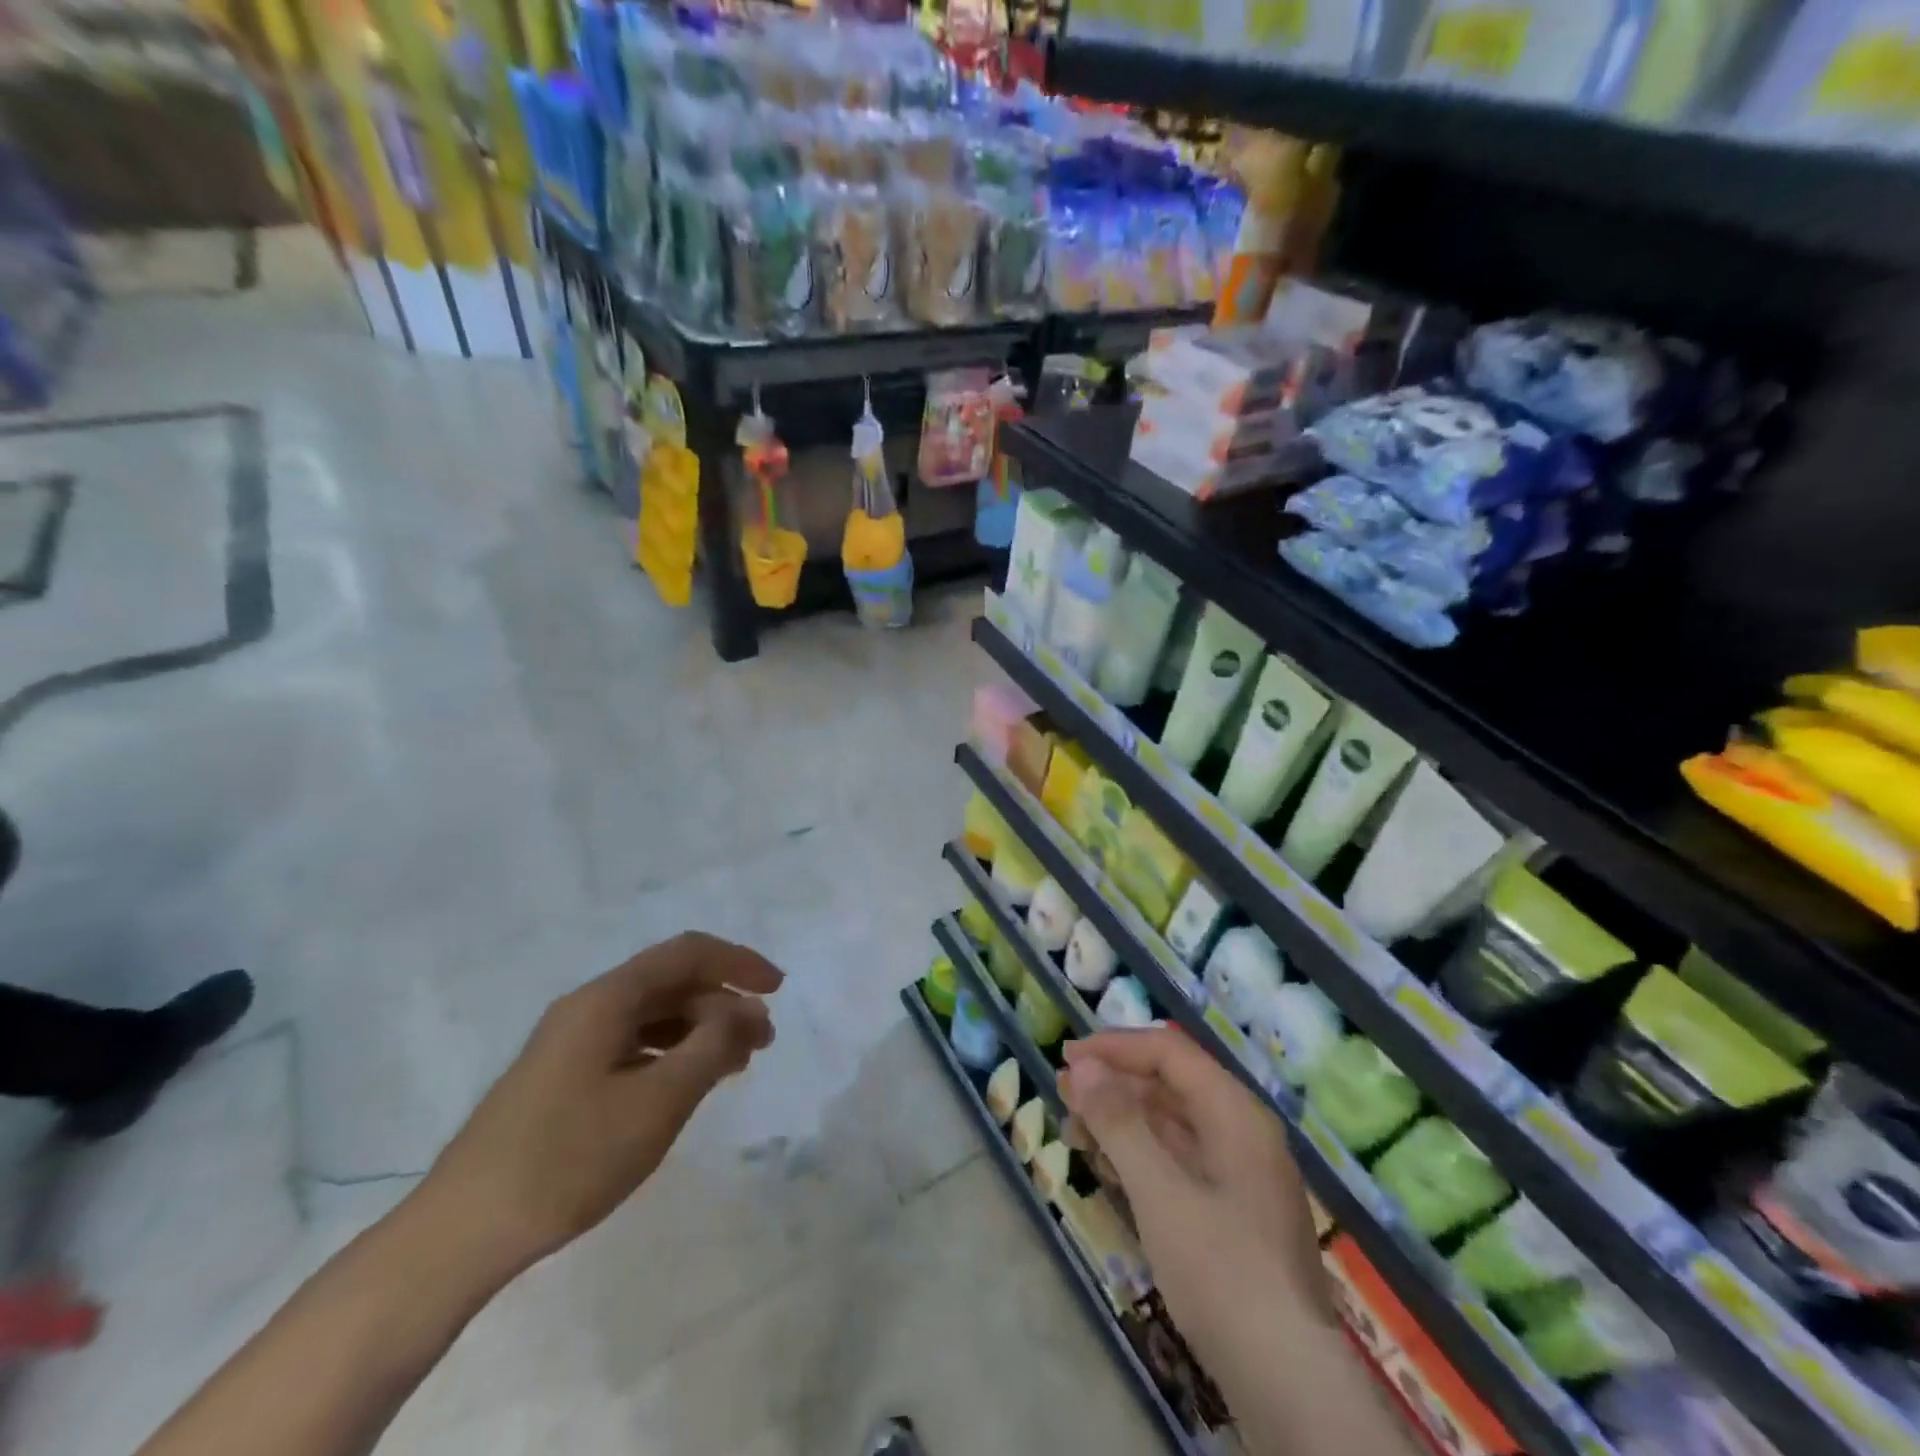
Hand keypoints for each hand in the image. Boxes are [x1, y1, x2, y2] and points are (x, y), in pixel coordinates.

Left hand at [421, 932, 781, 1277]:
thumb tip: (748, 1010)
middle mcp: (588, 1007)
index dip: (738, 962)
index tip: (778, 989)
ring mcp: (571, 1043)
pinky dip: (672, 1054)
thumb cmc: (568, 1159)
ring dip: (700, 1029)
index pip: (687, 953)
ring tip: (736, 1065)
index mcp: (606, 999)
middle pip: (671, 983)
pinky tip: (688, 1084)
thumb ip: (712, 1047)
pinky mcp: (563, 1077)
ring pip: (653, 1015)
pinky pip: (632, 1045)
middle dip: (724, 1003)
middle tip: (762, 1043)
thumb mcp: (658, 1102)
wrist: (459, 1235)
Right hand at [1061, 1029, 1333, 1374]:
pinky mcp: (1235, 1214)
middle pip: (1172, 1084)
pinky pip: (1181, 1161)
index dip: (1116, 1047)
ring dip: (1124, 1120)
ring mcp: (1242, 1175)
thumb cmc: (1222, 1274)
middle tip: (1064, 1093)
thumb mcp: (1160, 1192)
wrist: (1291, 1387)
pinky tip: (1109, 1167)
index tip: (1068, 1058)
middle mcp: (1244, 1133)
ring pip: (1174, 1124)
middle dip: (1115, 1083)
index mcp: (1236, 1114)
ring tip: (1075, 1130)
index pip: (1171, 1053)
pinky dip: (1142, 1155)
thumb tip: (1082, 1066)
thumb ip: (1119, 1122)